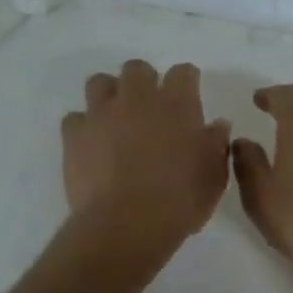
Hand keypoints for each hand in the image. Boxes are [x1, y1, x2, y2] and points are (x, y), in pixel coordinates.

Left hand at [62, 60, 231, 260]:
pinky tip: (90, 144)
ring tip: (115, 119)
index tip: (188, 94)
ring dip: (108, 95)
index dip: (186, 81)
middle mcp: (137, 98)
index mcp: (176, 103)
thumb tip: (217, 125)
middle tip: (148, 107)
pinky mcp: (75, 134)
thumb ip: (215, 145)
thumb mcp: (213, 177)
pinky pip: (75, 119)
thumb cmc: (180, 201)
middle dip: (143, 81)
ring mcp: (102, 113)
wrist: (127, 224)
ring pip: (99, 82)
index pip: (183, 72)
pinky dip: (82, 127)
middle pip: (137, 69)